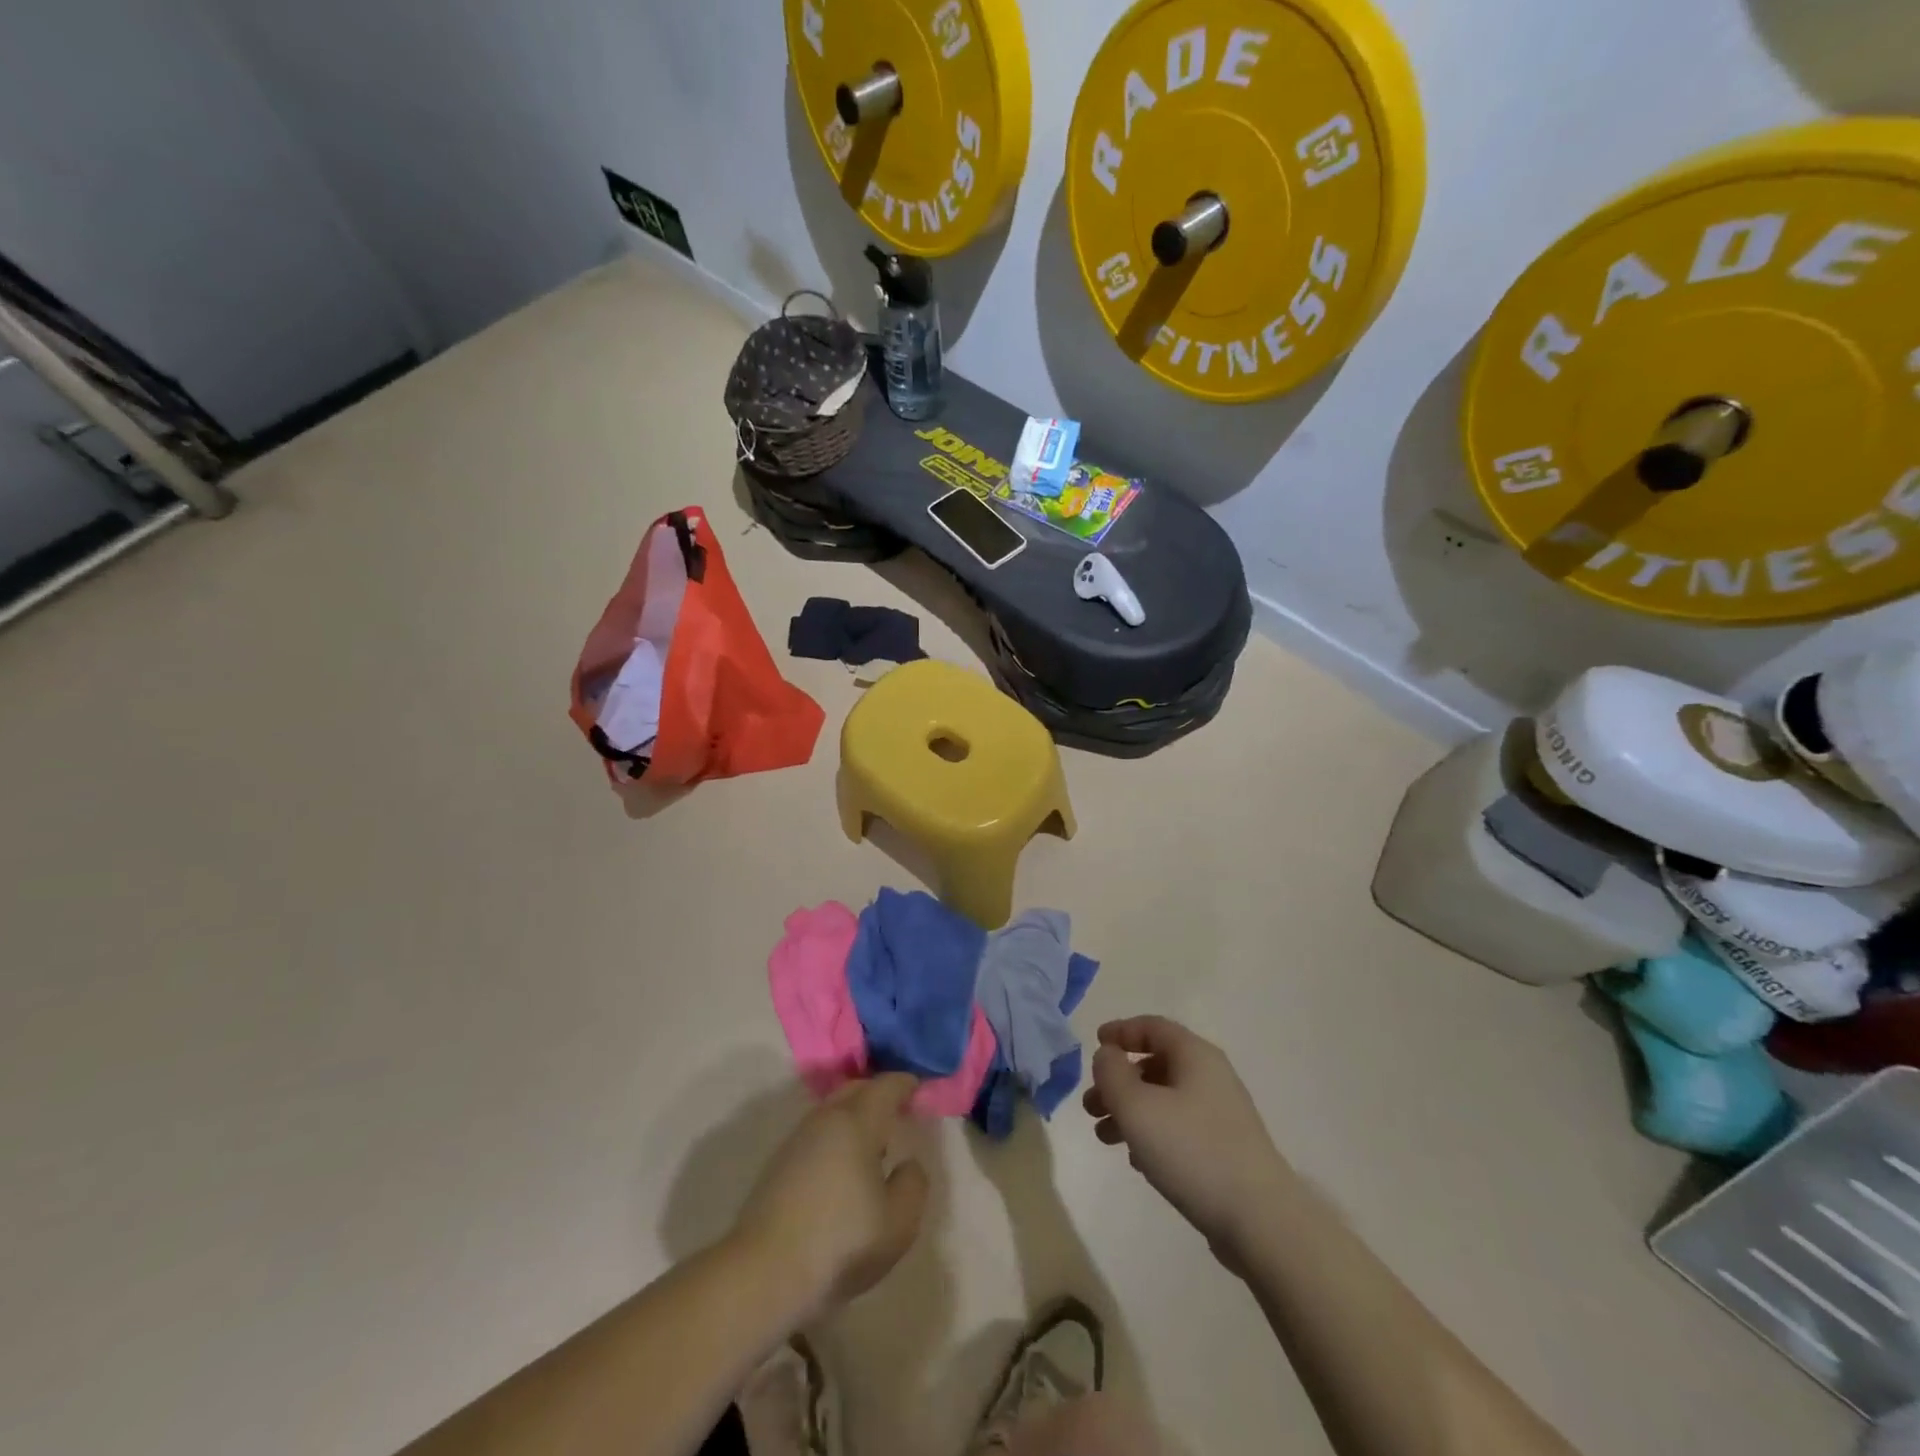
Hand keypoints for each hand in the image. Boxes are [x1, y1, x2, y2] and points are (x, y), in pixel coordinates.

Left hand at [730, 1074, 928, 1319]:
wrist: (763, 1275)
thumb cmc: (840, 1243)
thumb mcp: (898, 1223)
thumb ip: (913, 1184)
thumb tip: (907, 1163)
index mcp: (857, 1122)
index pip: (886, 1086)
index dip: (906, 1084)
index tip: (919, 1089)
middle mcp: (825, 1120)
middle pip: (855, 1090)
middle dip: (878, 1094)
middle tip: (898, 1111)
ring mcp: (797, 1140)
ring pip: (832, 1112)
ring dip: (855, 1117)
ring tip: (873, 1145)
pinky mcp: (778, 1165)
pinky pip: (816, 1135)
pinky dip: (835, 1138)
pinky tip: (841, 1170)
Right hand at [1083, 1016, 1288, 1272]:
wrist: (1260, 1221)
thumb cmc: (1192, 1151)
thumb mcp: (1136, 1106)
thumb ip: (1112, 1073)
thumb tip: (1107, 1055)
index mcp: (1195, 1055)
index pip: (1152, 1026)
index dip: (1121, 1031)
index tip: (1095, 1043)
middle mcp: (1211, 1077)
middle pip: (1155, 1065)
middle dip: (1118, 1082)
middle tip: (1090, 1105)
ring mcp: (1221, 1115)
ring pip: (1164, 1099)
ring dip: (1130, 1111)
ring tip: (1104, 1138)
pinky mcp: (1225, 1150)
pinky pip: (1179, 1128)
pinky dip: (1152, 1134)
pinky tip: (1137, 1161)